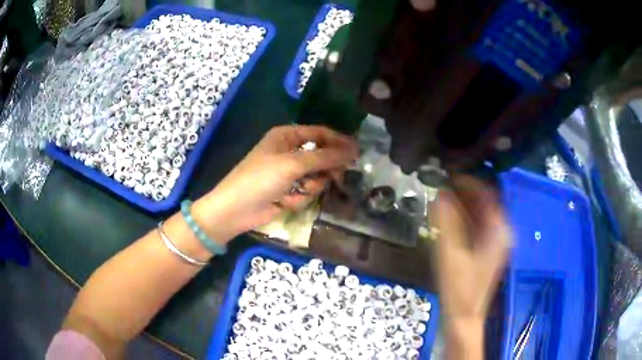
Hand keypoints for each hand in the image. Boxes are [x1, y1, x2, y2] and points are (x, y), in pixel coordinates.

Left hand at [195, 125, 357, 239]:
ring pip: (317, 176)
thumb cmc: (261, 178)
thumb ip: (324, 157)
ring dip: (311, 186)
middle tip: (336, 177)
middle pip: (321, 155)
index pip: (320, 133)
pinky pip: (307, 191)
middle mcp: (290, 151)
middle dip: (326, 168)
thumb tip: (353, 150)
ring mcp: (289, 172)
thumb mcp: (293, 164)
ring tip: (299, 191)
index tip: (357, 152)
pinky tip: (286, 201)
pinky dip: (299, 197)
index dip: (339, 141)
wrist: (236, 210)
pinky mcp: (289, 191)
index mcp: (287, 136)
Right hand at [435, 175, 510, 324]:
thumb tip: (440, 193)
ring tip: (442, 194)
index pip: (488, 194)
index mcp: (498, 231)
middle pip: (485, 202)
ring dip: (463, 203)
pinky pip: (476, 226)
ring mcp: (493, 242)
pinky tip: (447, 215)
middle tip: (442, 182)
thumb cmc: (459, 288)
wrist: (463, 317)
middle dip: (465, 191)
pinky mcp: (485, 250)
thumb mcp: (451, 253)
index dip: (470, 181)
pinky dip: (463, 217)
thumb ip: (446, 221)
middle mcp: (500, 233)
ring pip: (480, 214)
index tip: (450, 173)